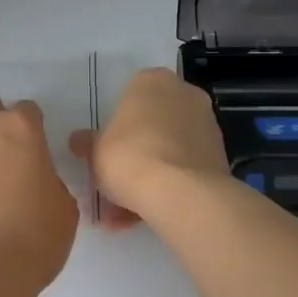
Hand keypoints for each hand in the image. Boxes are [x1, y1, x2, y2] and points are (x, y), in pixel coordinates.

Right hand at [69, 67, 230, 227]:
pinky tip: (146, 215)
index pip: (130, 97)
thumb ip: (88, 143)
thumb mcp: (95, 150)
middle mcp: (184, 94)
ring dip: (150, 175)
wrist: (180, 192)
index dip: (115, 128)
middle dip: (134, 153)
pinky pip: (185, 168)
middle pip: (152, 124)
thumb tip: (78, 141)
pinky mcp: (219, 155)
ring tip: (125, 214)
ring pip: (169, 149)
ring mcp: (207, 124)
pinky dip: (169, 186)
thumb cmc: (129, 156)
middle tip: (114, 182)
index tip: (105, 153)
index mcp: (152, 80)